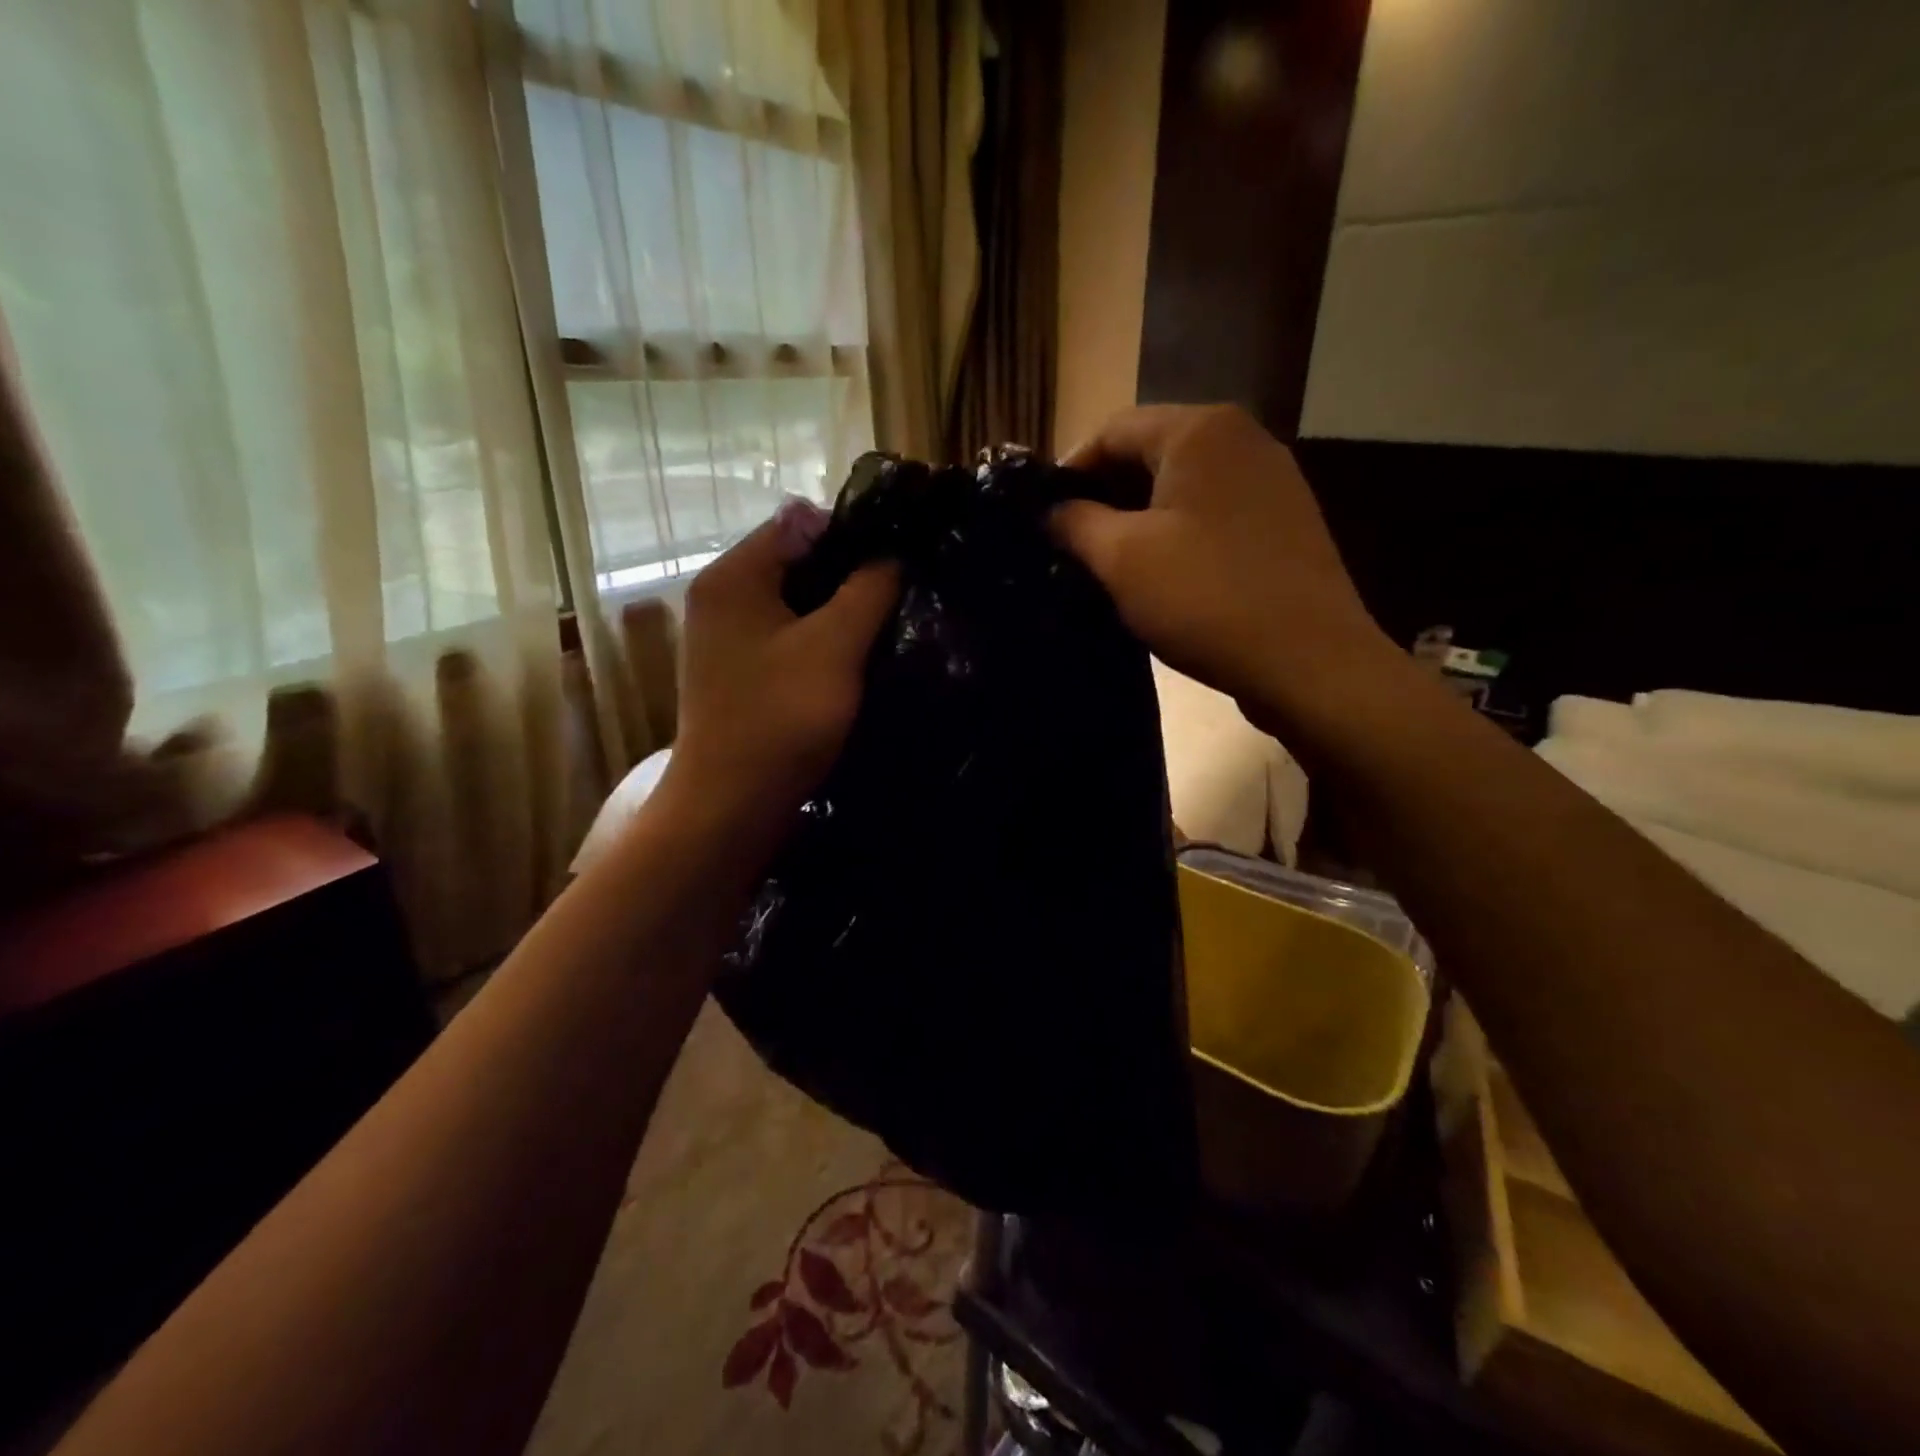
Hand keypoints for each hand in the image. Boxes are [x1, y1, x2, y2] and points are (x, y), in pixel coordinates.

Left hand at [662, 499, 899, 828]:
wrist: (731, 807)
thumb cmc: (781, 718)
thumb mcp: (835, 646)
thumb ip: (868, 589)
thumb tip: (891, 554)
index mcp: (732, 576)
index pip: (799, 523)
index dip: (853, 534)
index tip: (898, 562)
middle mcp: (721, 599)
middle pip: (797, 564)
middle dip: (849, 578)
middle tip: (897, 599)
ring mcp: (726, 641)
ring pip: (796, 606)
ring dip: (839, 615)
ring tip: (884, 630)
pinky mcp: (739, 676)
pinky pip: (788, 641)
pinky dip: (821, 645)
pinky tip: (854, 664)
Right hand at [1052, 404, 1406, 742]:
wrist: (1308, 661)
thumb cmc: (1205, 598)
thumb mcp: (1121, 559)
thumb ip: (1075, 523)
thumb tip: (1050, 511)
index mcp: (1201, 430)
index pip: (1113, 429)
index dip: (1069, 470)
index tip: (1042, 517)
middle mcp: (1243, 440)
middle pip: (1150, 452)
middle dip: (1104, 495)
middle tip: (1069, 544)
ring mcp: (1272, 481)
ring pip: (1182, 486)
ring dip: (1138, 518)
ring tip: (1107, 564)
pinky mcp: (1284, 523)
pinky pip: (1213, 514)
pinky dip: (1177, 534)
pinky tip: (1160, 575)